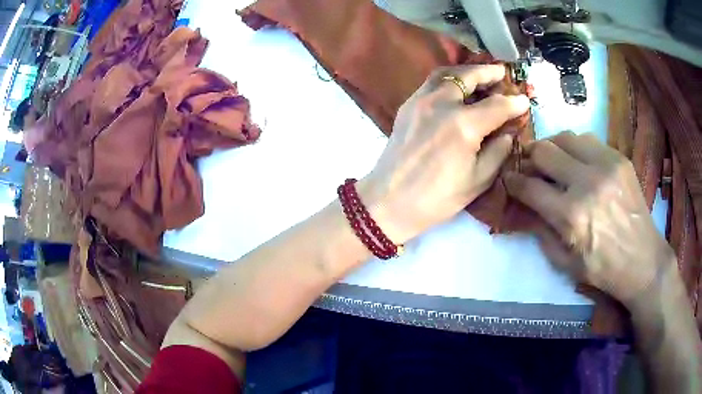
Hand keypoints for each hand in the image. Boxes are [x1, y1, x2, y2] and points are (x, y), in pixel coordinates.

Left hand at [358, 64, 529, 244]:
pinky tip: (456, 88)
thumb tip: (508, 132)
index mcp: (463, 126)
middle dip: (488, 72)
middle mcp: (441, 104)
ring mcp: (420, 101)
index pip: (497, 105)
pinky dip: (447, 79)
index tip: (524, 101)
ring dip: (466, 71)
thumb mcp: (477, 181)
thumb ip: (497, 151)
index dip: (514, 102)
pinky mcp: (407, 105)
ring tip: (480, 76)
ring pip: (446, 74)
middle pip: (468, 77)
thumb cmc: (437, 199)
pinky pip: (431, 82)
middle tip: (502, 72)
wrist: (389, 202)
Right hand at [503, 131, 676, 307]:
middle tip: (529, 166)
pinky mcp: (619, 159)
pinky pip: (588, 140)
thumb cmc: (603, 270)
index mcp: (571, 216)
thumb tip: (522, 207)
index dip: (513, 181)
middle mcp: (587, 183)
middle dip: (530, 158)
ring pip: (565, 137)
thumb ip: (540, 232)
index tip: (508, 179)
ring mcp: (606, 166)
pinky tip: (578, 162)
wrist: (644, 261)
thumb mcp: (565, 263)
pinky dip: (576, 148)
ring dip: (553, 147)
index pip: (530, 187)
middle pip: (544, 151)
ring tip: (553, 161)